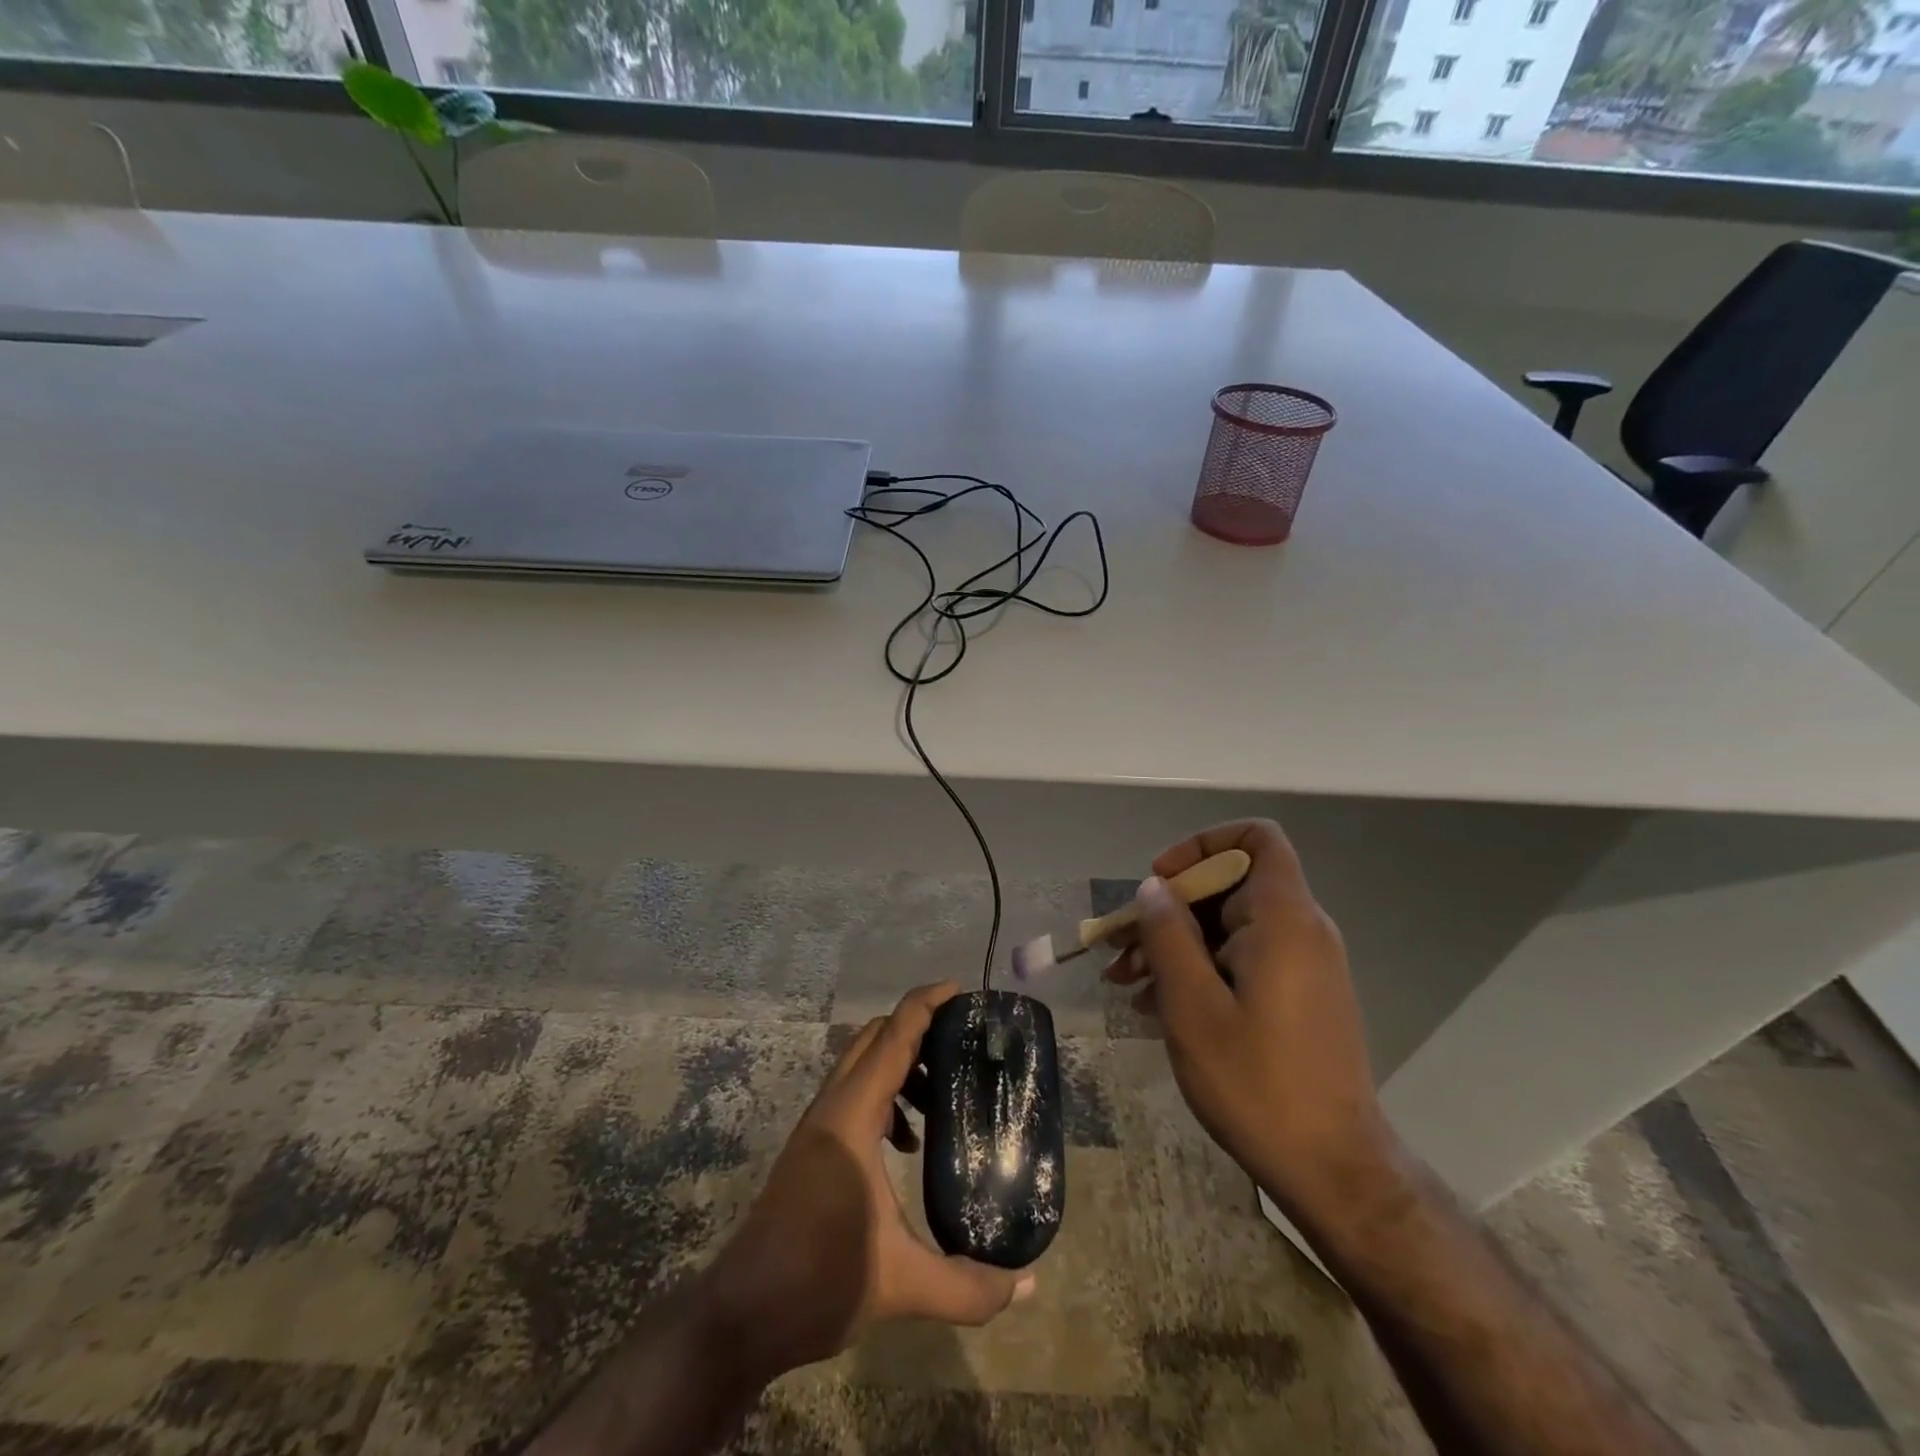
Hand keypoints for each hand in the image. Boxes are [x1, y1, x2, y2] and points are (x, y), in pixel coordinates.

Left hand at [699, 981, 1033, 1383]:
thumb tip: (1029, 1285)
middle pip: (874, 1037)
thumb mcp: (902, 1284)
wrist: (743, 1314)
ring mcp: (818, 1125)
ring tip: (941, 1093)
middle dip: (917, 1028)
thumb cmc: (818, 1282)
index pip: (893, 1036)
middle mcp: (832, 1107)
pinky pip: (853, 1094)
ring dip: (900, 1062)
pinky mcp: (812, 1146)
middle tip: (963, 1041)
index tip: (962, 991)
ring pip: (861, 1064)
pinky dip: (885, 1095)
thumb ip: (968, 1287)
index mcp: (851, 1116)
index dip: (926, 1004)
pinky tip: (907, 1143)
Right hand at [1106, 820, 1398, 1222]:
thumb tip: (1153, 888)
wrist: (1334, 1169)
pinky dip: (1201, 969)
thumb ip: (1168, 935)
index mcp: (1283, 919)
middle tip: (1122, 948)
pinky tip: (1158, 1006)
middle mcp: (1301, 931)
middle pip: (1230, 886)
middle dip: (1170, 909)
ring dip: (1176, 945)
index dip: (1203, 845)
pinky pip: (1243, 959)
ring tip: (1127, 983)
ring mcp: (1303, 966)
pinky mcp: (1299, 997)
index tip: (1161, 881)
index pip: (1255, 838)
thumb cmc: (1257, 1083)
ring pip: (1230, 927)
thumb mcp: (1193, 1006)